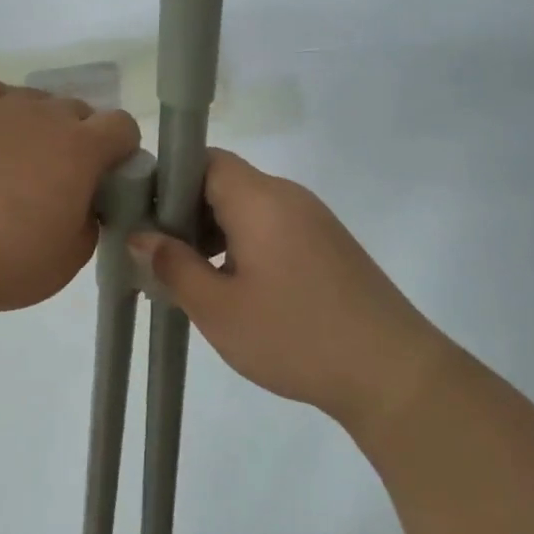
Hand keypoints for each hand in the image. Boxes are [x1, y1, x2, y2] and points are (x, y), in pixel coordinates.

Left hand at [0, 75, 141, 315]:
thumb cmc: (2, 261)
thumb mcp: (68, 260)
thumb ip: (88, 222)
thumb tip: (82, 204)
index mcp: (80, 148)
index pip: (122, 126)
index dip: (122, 150)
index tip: (109, 177)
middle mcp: (43, 115)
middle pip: (76, 110)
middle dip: (79, 138)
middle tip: (59, 180)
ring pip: (32, 99)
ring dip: (36, 124)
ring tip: (13, 162)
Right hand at [129, 149, 449, 433]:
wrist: (393, 373)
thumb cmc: (296, 336)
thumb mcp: (219, 309)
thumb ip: (173, 266)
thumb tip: (141, 236)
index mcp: (259, 199)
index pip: (204, 160)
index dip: (168, 181)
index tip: (145, 219)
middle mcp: (288, 196)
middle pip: (224, 181)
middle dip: (186, 211)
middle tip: (162, 255)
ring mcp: (313, 219)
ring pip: (247, 206)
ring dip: (214, 230)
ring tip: (194, 276)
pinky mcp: (328, 244)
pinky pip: (272, 226)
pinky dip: (243, 243)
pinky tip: (236, 287)